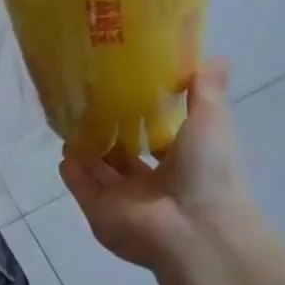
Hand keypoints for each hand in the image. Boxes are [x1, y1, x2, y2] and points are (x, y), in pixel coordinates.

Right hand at [59, 60, 256, 280]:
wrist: (193, 228)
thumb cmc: (207, 172)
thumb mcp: (211, 123)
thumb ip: (206, 92)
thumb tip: (220, 56)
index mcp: (180, 165)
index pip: (157, 142)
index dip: (141, 120)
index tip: (123, 94)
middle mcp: (150, 185)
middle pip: (123, 158)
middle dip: (107, 136)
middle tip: (86, 107)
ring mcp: (123, 200)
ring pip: (99, 172)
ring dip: (85, 152)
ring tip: (69, 124)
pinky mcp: (98, 211)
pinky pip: (81, 188)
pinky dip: (72, 172)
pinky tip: (63, 153)